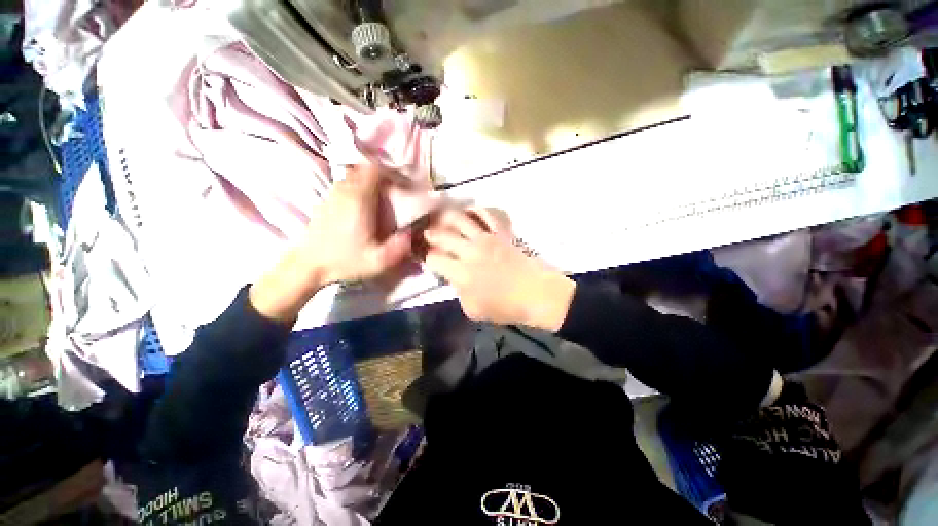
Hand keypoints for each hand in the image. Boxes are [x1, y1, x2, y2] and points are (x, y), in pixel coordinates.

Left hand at [250, 164, 412, 321]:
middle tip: (394, 191)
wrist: (308, 265)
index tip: (402, 184)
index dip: (391, 173)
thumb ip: (399, 247)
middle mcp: (345, 192)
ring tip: (381, 197)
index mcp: (359, 201)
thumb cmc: (344, 262)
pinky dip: (357, 187)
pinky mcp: (326, 202)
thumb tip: (411, 233)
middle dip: (382, 176)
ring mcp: (332, 195)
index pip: (374, 170)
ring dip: (369, 181)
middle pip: (364, 170)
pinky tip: (363, 205)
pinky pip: (345, 184)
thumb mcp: (377, 261)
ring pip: (354, 176)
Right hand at [423, 208, 574, 330]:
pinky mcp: (500, 232)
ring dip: (446, 217)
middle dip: (430, 234)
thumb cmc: (505, 307)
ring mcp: (486, 238)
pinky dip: (476, 210)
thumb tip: (454, 279)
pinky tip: (470, 214)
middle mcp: (469, 251)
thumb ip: (458, 293)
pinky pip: (486, 214)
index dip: (426, 258)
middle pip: (441, 235)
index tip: (428, 259)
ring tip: (442, 220)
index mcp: (461, 273)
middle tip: (428, 236)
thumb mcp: (473, 310)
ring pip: (459, 218)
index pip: (433, 258)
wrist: (536, 294)